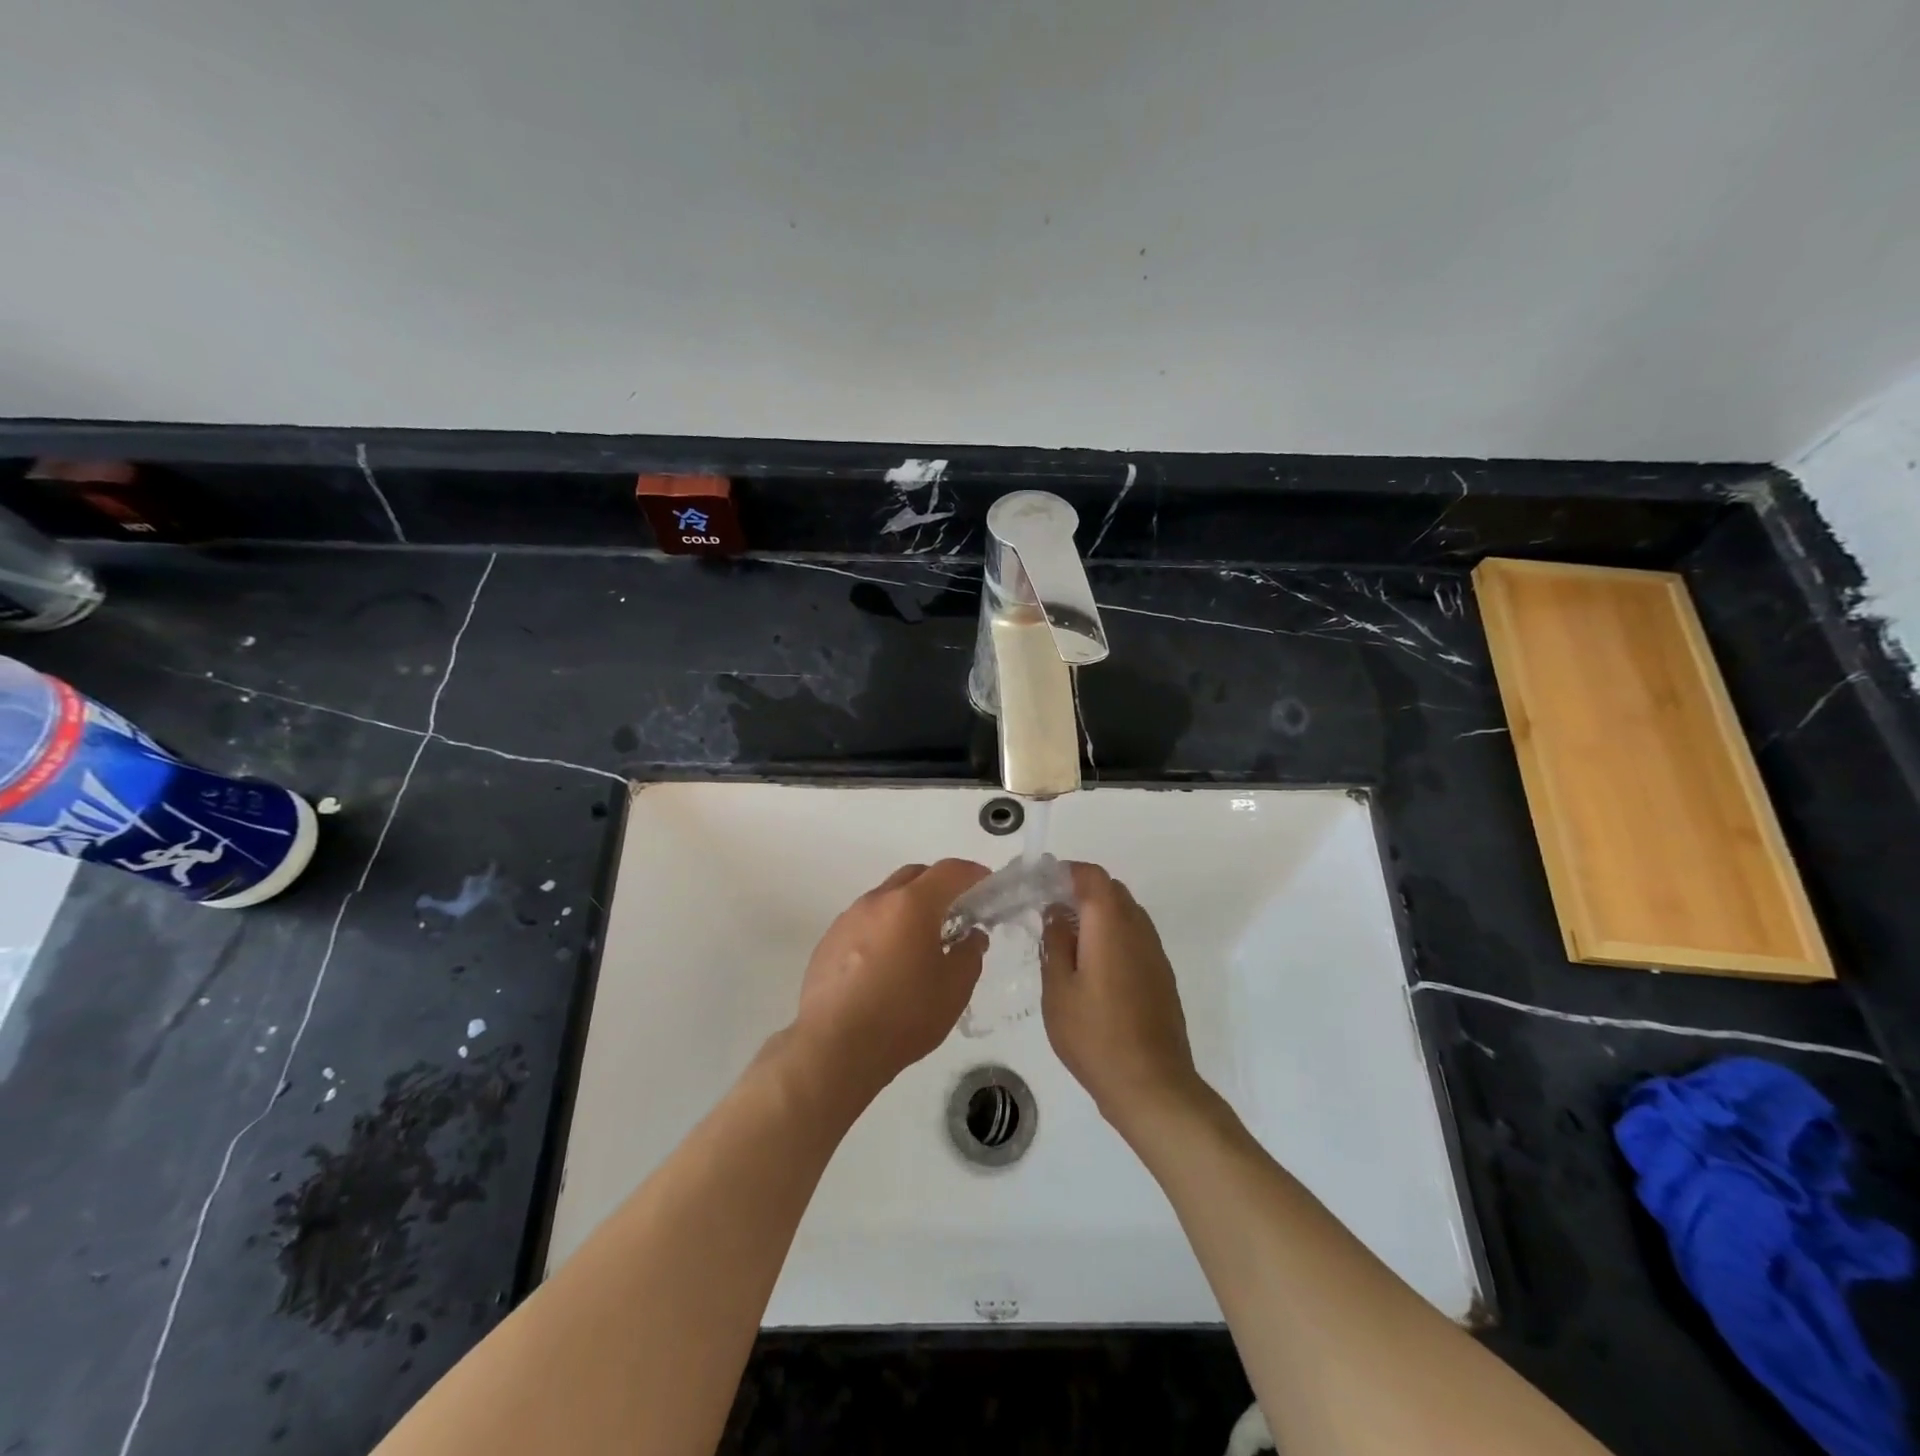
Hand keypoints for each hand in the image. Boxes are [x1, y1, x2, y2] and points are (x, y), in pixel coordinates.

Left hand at [791, 859, 990, 1103]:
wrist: (833, 1047)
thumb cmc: (904, 1014)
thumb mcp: (954, 988)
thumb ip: (970, 954)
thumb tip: (971, 936)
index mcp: (912, 904)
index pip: (949, 871)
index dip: (972, 873)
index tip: (986, 884)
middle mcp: (877, 900)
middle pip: (914, 875)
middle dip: (939, 885)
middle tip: (956, 913)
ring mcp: (848, 919)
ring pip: (886, 898)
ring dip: (907, 908)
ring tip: (919, 942)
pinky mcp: (828, 941)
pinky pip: (864, 922)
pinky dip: (883, 928)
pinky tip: (886, 964)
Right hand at [1041, 862, 1206, 1140]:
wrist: (1152, 1085)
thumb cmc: (1095, 1036)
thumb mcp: (1058, 989)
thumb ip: (1055, 943)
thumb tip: (1056, 912)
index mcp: (1110, 924)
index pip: (1092, 876)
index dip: (1066, 872)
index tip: (1039, 885)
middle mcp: (1138, 929)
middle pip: (1111, 890)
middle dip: (1080, 892)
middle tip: (1049, 913)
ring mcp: (1155, 952)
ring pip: (1125, 913)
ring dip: (1097, 915)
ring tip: (1067, 942)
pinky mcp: (1161, 975)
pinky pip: (1135, 937)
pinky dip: (1112, 936)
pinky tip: (1092, 968)